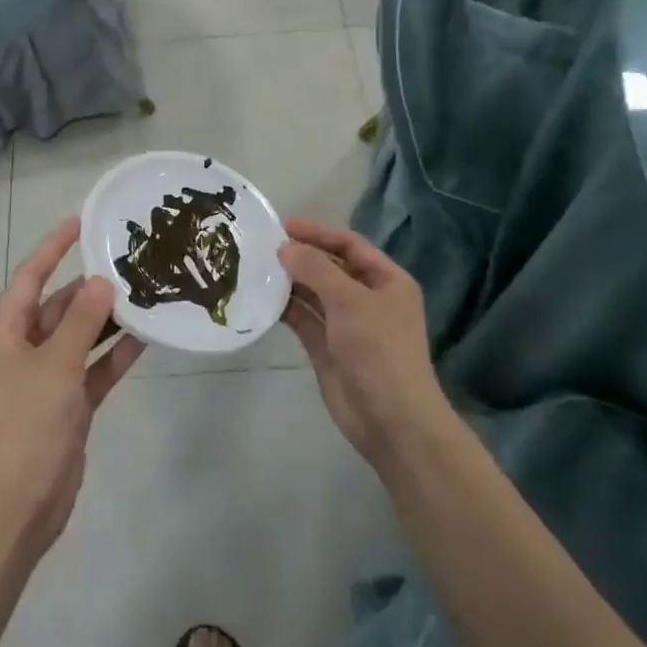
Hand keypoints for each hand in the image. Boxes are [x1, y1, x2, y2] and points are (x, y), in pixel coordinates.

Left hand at [0, 218, 145, 549]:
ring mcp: (48, 377)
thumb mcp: (56, 364)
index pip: (31, 276)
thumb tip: (102, 281)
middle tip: (131, 262)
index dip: (54, 247)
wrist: (19, 502)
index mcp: (7, 331)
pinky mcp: (70, 403)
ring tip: (146, 293)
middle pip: (60, 306)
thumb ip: (83, 321)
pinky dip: (116, 354)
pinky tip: (147, 337)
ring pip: (82, 336)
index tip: (82, 221)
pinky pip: (95, 368)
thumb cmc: (28, 422)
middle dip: (91, 287)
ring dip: (108, 319)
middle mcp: (25, 348)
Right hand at [278, 218, 446, 471]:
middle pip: (330, 267)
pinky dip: (285, 308)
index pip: (350, 245)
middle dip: (300, 257)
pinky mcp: (327, 348)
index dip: (319, 233)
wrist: (390, 419)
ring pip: (314, 294)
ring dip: (289, 282)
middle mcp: (367, 299)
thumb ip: (316, 269)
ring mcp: (346, 325)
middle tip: (262, 247)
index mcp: (387, 281)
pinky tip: (261, 298)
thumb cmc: (379, 350)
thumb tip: (285, 248)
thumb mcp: (350, 300)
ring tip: (255, 268)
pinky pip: (303, 319)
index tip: (284, 226)